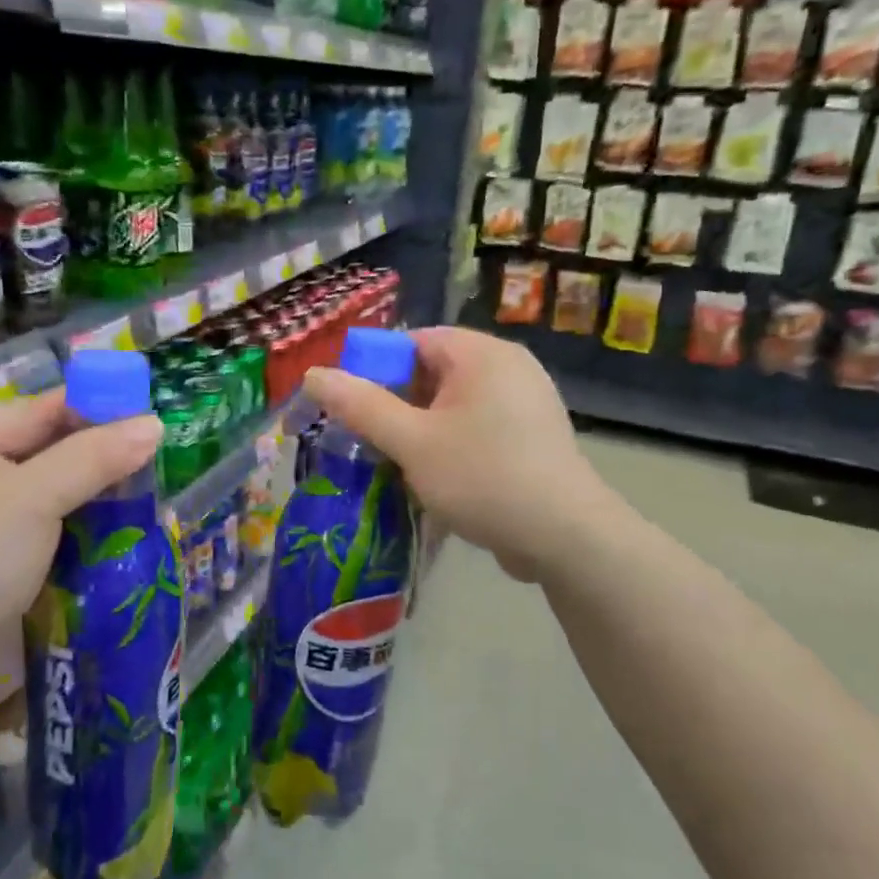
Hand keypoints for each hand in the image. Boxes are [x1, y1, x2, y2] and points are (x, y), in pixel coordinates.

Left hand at [0, 393, 162, 707]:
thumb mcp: (34, 498)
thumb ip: (95, 456)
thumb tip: (155, 423)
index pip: (41, 409)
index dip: (98, 409)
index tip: (150, 419)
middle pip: (44, 449)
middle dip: (99, 457)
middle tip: (154, 462)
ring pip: (46, 492)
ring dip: (91, 496)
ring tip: (145, 496)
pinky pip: (40, 528)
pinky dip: (75, 527)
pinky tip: (113, 532)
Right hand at [303, 327, 611, 582]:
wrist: (565, 537)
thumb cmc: (483, 478)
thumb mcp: (412, 442)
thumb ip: (361, 406)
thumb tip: (313, 374)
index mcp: (482, 354)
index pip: (413, 341)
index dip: (375, 369)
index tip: (351, 408)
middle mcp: (509, 368)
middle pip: (433, 373)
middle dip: (397, 406)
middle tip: (369, 442)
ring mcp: (526, 404)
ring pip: (454, 407)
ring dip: (421, 432)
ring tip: (396, 466)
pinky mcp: (532, 438)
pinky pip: (478, 429)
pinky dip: (451, 447)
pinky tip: (435, 481)